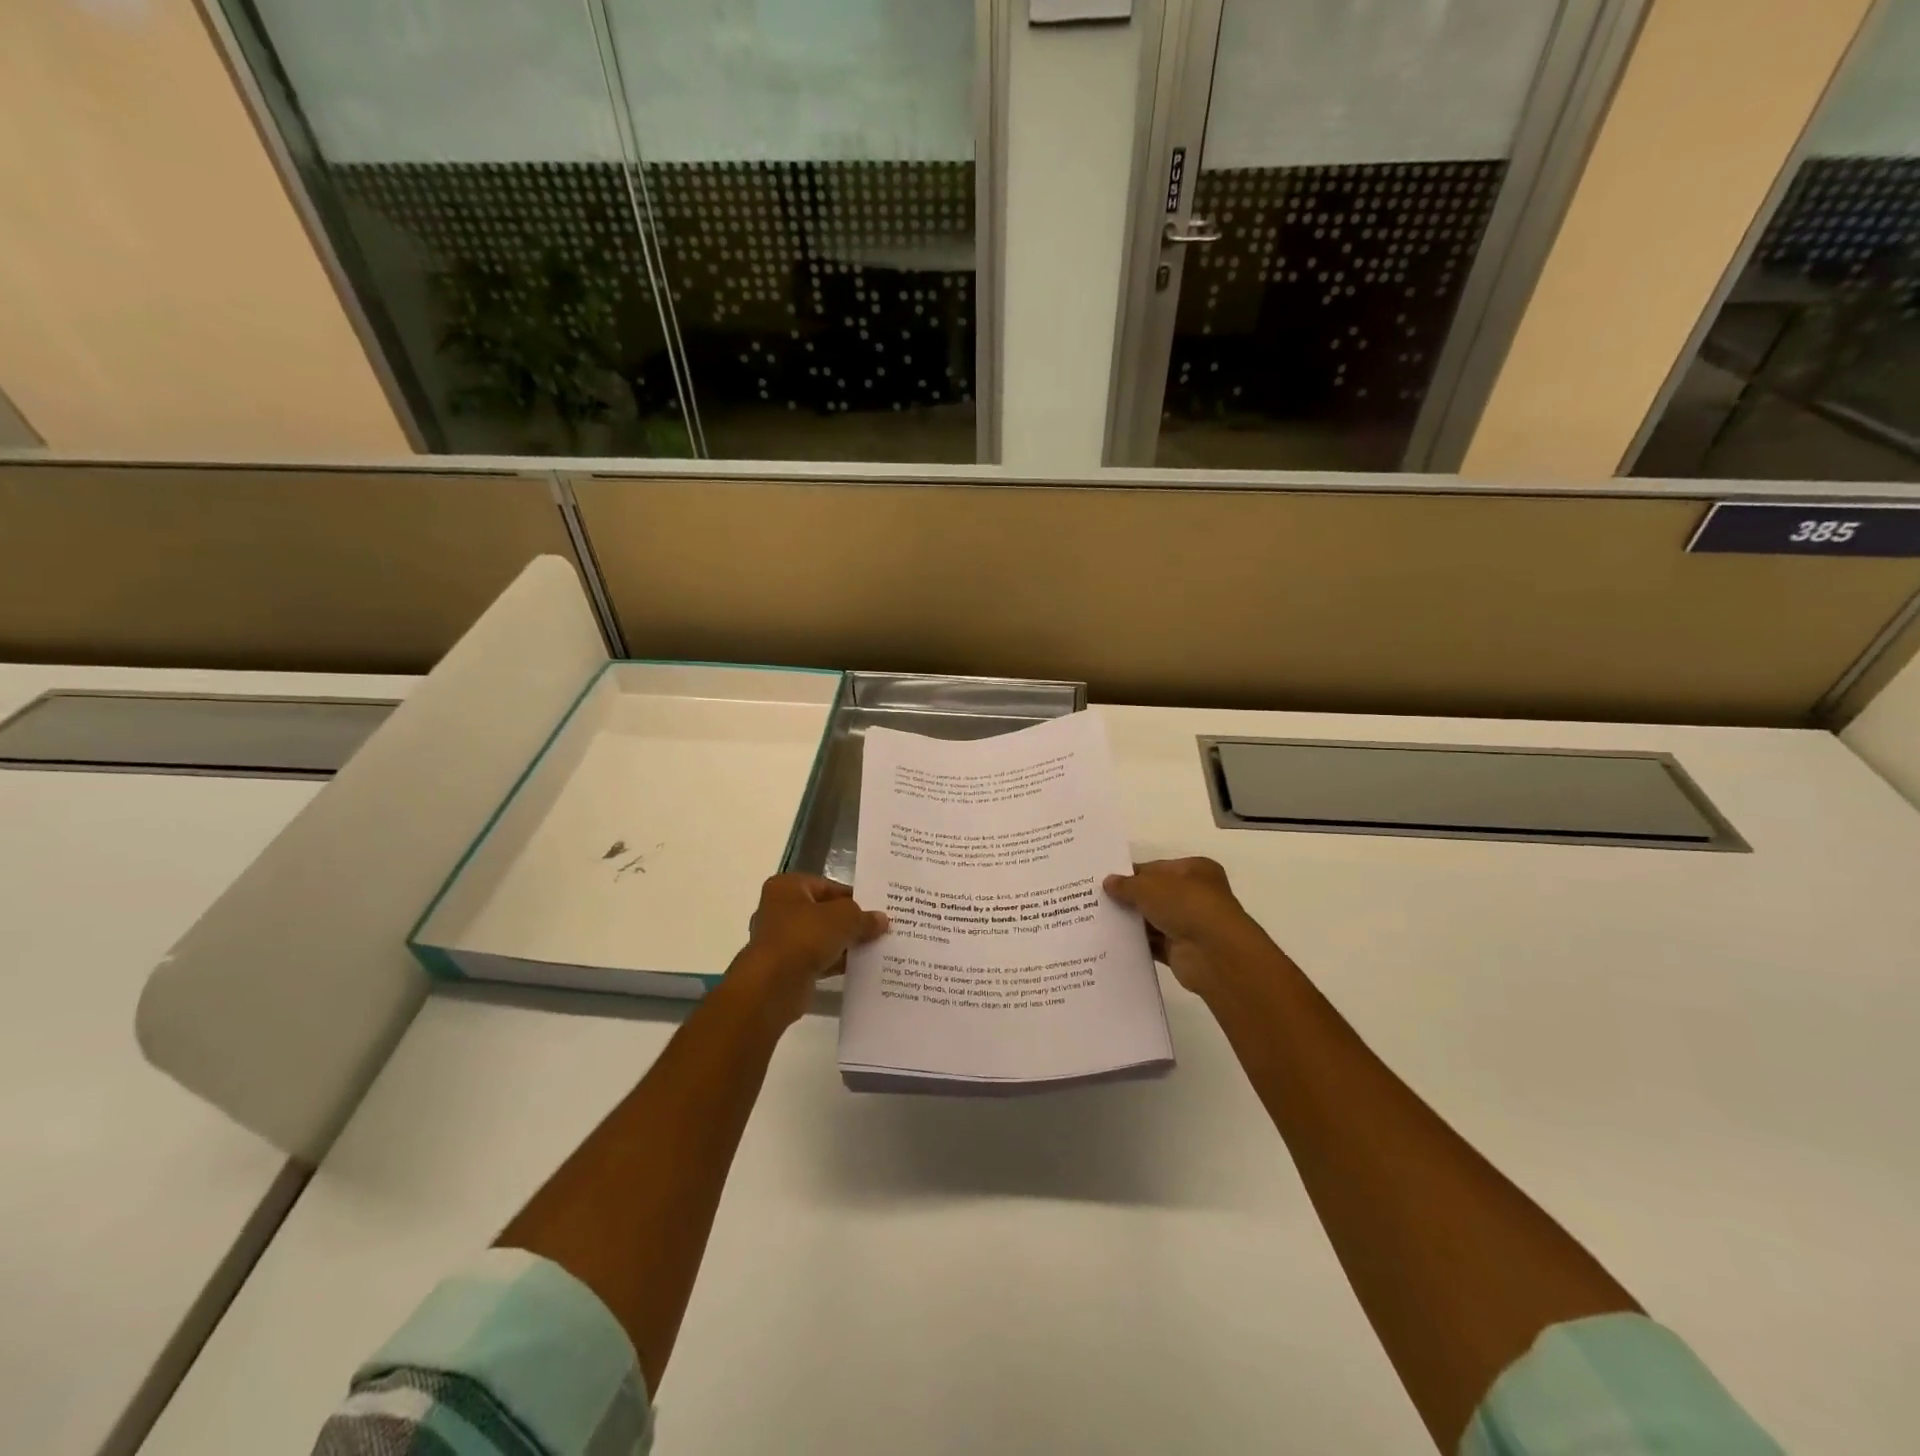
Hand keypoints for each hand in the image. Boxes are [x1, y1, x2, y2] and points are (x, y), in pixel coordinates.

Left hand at [730, 874, 888, 1025]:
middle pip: (823, 912)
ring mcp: (780, 940)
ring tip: (874, 949)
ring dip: (843, 944)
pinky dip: (834, 963)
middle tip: (879, 929)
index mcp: (787, 887)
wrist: (773, 985)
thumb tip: (881, 920)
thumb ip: (863, 916)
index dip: (853, 897)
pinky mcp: (784, 968)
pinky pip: (816, 959)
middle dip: (849, 922)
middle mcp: (779, 909)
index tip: (877, 909)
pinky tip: (858, 968)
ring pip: (820, 937)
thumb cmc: (805, 937)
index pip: (827, 886)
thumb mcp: (844, 918)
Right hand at [1103, 857, 1270, 999]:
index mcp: (1195, 870)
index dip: (1131, 874)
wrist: (1214, 953)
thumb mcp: (1149, 886)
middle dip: (1130, 899)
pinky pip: (1155, 944)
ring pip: (1154, 920)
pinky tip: (1113, 942)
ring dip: (1132, 922)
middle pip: (1155, 894)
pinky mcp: (1183, 951)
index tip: (1106, 881)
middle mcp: (1196, 895)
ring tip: (1099, 921)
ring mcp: (1191, 924)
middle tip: (1097, 900)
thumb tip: (1108, 882)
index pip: (1157, 868)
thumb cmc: (1186, 905)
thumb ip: (1126, 884)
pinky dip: (1138, 944)